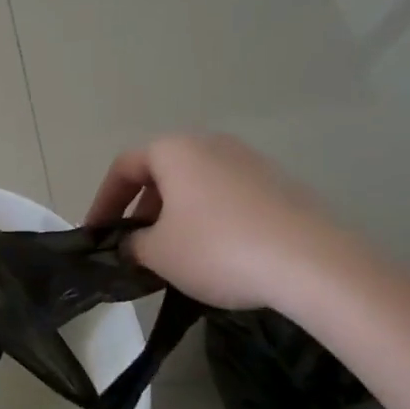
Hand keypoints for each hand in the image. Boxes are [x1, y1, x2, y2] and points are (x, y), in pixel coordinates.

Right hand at [84, 134, 350, 310]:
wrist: (313, 264)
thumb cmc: (217, 248)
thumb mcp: (157, 253)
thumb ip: (132, 243)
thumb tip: (131, 243)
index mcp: (175, 149)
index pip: (124, 167)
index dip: (103, 201)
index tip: (96, 234)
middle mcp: (212, 144)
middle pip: (162, 172)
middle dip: (142, 208)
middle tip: (135, 244)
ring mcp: (251, 162)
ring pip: (197, 185)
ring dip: (176, 215)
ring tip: (173, 253)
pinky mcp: (281, 186)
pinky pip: (229, 198)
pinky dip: (210, 220)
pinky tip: (216, 255)